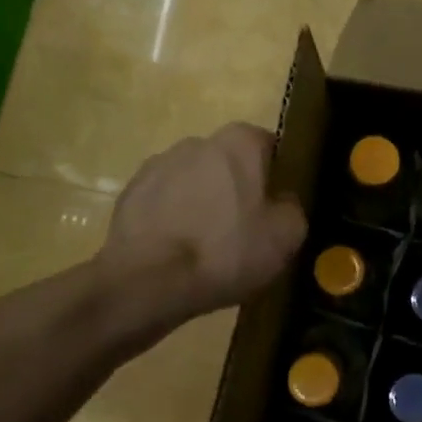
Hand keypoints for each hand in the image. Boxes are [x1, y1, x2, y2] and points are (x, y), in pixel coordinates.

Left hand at [101, 123, 306, 323]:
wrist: (150, 280)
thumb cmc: (227, 251)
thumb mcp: (286, 236)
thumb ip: (292, 207)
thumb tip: (282, 201)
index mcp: (239, 143)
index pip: (269, 147)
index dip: (276, 177)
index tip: (276, 207)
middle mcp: (197, 142)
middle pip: (228, 163)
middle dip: (236, 188)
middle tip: (244, 229)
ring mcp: (157, 165)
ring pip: (193, 181)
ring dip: (201, 203)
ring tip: (206, 246)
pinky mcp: (130, 193)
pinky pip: (163, 203)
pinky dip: (172, 219)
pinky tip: (177, 251)